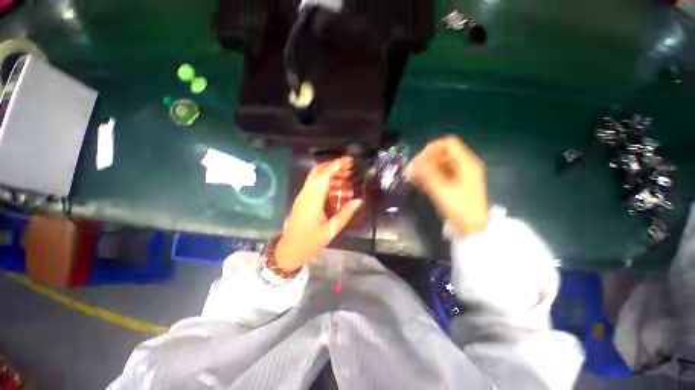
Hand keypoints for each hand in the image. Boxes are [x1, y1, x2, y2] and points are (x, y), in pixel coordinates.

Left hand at [275, 157, 362, 271]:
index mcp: (312, 200)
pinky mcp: (303, 200)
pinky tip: (338, 190)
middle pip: (318, 172)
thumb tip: (358, 200)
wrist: (289, 251)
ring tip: (348, 179)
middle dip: (334, 167)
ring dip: (331, 175)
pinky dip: (327, 184)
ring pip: (316, 178)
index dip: (336, 165)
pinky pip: (315, 186)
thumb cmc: (310, 242)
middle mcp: (306, 194)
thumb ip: (345, 213)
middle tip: (350, 168)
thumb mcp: (331, 229)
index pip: (324, 175)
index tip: (350, 161)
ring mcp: (303, 196)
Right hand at [407, 136, 487, 233]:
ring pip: (441, 164)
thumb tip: (413, 163)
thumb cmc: (460, 208)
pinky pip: (442, 173)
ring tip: (415, 179)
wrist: (473, 227)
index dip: (431, 149)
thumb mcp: (441, 189)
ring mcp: (462, 174)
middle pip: (443, 153)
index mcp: (466, 162)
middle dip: (426, 160)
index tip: (418, 161)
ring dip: (427, 169)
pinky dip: (431, 176)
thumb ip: (426, 173)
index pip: (448, 143)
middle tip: (413, 171)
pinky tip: (422, 185)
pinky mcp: (458, 183)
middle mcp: (466, 165)